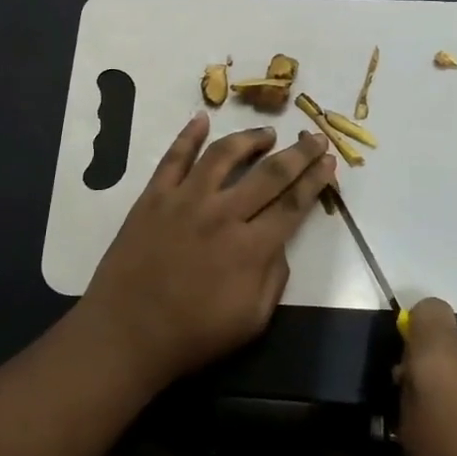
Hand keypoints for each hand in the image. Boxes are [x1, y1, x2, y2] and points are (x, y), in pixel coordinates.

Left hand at [77, 114, 337, 389]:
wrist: (126, 334)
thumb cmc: (192, 336)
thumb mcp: (251, 322)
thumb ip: (273, 278)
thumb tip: (279, 243)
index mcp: (251, 248)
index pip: (293, 204)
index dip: (315, 180)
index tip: (330, 161)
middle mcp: (223, 214)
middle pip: (269, 173)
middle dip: (298, 153)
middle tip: (314, 137)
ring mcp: (185, 200)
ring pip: (223, 155)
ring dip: (249, 139)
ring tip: (267, 133)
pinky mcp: (154, 197)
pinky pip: (174, 158)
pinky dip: (188, 136)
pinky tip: (201, 120)